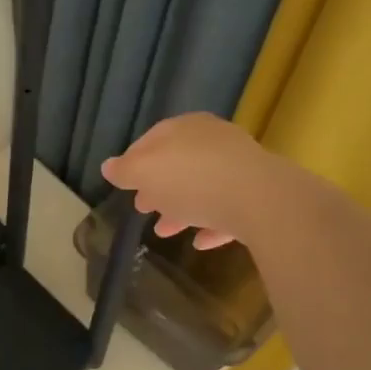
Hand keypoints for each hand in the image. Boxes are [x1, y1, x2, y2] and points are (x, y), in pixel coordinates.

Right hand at [101, 113, 283, 251]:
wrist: (262, 200)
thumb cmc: (192, 179)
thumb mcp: (144, 172)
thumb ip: (124, 170)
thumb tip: (108, 166)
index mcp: (184, 128)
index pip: (151, 140)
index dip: (133, 162)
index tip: (123, 184)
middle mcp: (213, 141)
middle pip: (178, 164)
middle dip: (158, 187)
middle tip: (142, 208)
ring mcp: (240, 167)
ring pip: (202, 187)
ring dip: (181, 208)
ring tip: (164, 231)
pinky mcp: (259, 195)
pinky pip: (228, 209)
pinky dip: (210, 223)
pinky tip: (199, 242)